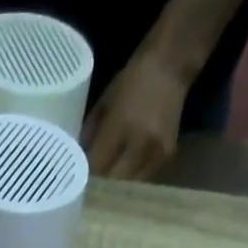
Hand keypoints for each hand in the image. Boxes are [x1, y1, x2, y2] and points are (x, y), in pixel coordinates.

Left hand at [82, 53, 189, 180]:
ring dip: (116, 184)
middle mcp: (140, 142)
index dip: (85, 173)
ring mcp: (156, 151)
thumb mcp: (105, 100)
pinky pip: (143, 177)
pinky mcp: (167, 156)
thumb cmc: (133, 77)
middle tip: (89, 182)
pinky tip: (124, 172)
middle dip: (99, 182)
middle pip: (113, 179)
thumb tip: (78, 157)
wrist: (172, 63)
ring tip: (106, 181)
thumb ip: (90, 132)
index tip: (76, 176)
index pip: (97, 164)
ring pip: (129, 183)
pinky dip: (131, 177)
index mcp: (121, 125)